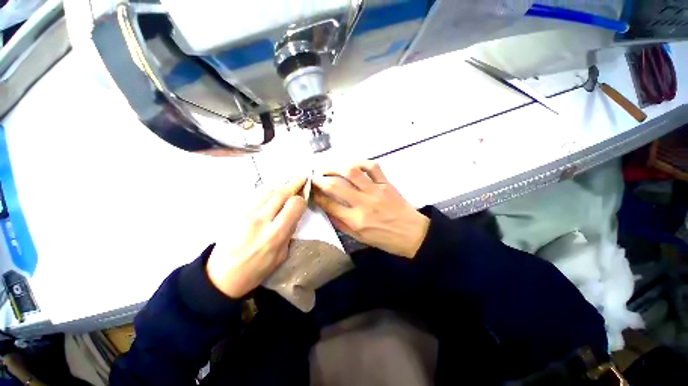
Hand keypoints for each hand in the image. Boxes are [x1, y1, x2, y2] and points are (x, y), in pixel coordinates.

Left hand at [206, 178, 306, 297]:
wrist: (221, 277)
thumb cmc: (255, 271)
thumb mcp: (280, 256)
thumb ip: (288, 234)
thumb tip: (294, 216)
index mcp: (276, 234)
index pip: (294, 205)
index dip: (301, 199)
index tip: (304, 197)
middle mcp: (262, 220)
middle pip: (281, 193)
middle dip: (295, 183)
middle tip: (303, 175)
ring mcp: (247, 214)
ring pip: (268, 191)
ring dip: (281, 187)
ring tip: (288, 184)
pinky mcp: (237, 212)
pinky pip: (256, 196)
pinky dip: (268, 192)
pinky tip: (273, 193)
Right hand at [313, 161, 429, 258]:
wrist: (412, 234)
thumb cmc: (384, 239)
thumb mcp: (359, 238)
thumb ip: (341, 223)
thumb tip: (326, 208)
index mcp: (355, 220)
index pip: (328, 204)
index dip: (316, 196)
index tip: (310, 190)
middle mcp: (363, 203)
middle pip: (335, 185)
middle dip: (319, 179)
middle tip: (313, 176)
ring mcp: (375, 190)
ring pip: (352, 171)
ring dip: (335, 167)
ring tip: (327, 167)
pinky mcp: (386, 183)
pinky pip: (372, 166)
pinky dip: (360, 162)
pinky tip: (352, 165)